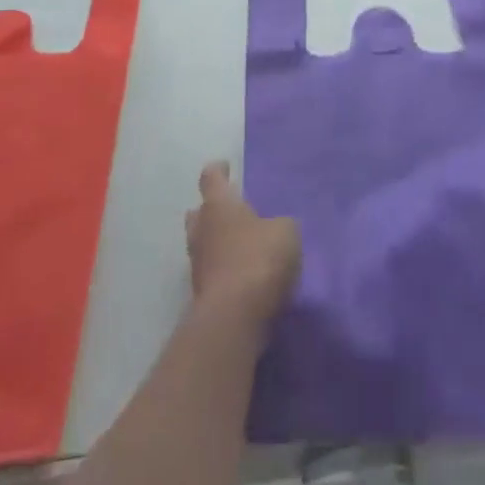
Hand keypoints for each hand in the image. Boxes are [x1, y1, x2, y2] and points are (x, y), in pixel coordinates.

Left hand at [186, 162, 300, 329]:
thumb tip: (275, 229)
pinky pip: (213, 273)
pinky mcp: (202, 296)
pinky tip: (244, 276)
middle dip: (211, 210)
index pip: (211, 178)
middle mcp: (202, 230)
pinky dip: (224, 271)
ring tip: (241, 245)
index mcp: (219, 205)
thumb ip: (281, 224)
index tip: (225, 166)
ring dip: (217, 243)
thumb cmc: (259, 259)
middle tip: (231, 211)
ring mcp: (198, 265)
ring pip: (203, 244)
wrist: (234, 318)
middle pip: (199, 213)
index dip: (218, 170)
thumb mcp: (286, 232)